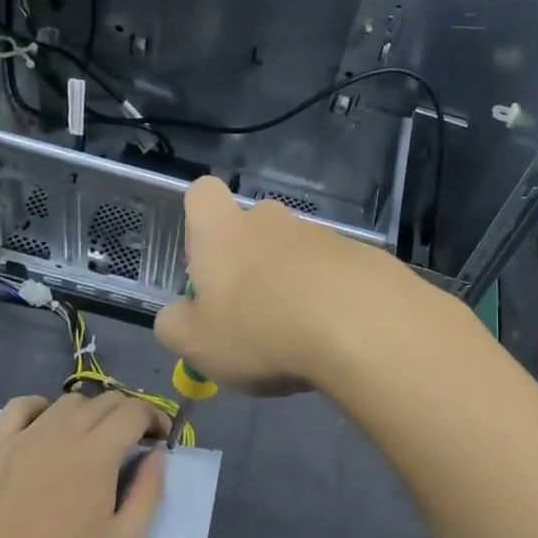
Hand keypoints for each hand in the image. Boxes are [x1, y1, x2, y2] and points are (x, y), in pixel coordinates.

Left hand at [0, 392, 167, 537]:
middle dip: (128, 414)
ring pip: (68, 402)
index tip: (160, 438)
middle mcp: (63, 432)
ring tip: (91, 439)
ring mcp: (24, 436)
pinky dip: (43, 408)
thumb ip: (149, 493)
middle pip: (105, 401)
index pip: (135, 411)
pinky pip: (21, 406)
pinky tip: (46, 427)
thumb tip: (157, 455)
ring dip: (90, 413)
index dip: (155, 418)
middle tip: (132, 441)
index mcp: (98, 453)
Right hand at [154, 176, 415, 394]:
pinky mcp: (362, 256)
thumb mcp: (196, 344)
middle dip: (250, 263)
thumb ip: (175, 326)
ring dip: (293, 285)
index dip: (198, 225)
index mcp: (223, 231)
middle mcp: (272, 221)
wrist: (360, 326)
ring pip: (296, 253)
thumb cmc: (260, 330)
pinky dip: (331, 298)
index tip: (205, 267)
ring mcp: (322, 235)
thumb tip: (176, 315)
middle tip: (252, 313)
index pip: (202, 193)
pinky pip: (335, 273)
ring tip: (299, 336)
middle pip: (253, 227)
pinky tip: (336, 337)